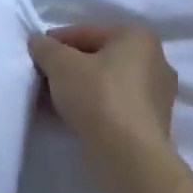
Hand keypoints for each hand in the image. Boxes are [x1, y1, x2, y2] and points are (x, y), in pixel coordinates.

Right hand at [30, 23, 179, 185]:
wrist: (130, 159)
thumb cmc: (99, 97)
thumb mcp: (61, 65)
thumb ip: (46, 48)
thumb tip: (38, 42)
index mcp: (138, 36)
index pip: (86, 32)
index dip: (55, 42)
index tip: (34, 56)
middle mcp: (154, 60)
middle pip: (98, 58)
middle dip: (68, 68)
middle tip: (41, 80)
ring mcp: (157, 95)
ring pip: (106, 84)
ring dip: (78, 90)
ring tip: (51, 103)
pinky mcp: (152, 124)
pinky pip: (115, 106)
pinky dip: (93, 108)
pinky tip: (70, 119)